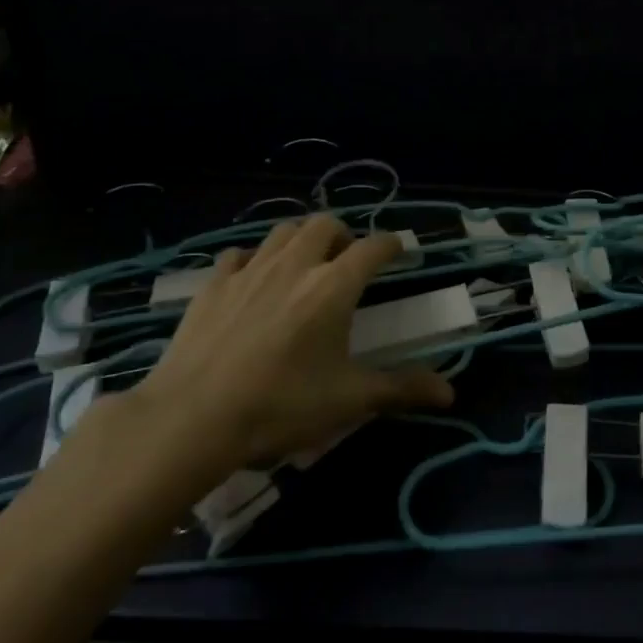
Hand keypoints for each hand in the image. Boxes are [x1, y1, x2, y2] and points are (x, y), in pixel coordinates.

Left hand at [113, 215, 453, 510]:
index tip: (398, 251)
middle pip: (325, 224)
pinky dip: (253, 259)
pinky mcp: (213, 285)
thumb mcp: (348, 400)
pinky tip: (252, 280)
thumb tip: (451, 392)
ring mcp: (250, 270)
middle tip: (345, 261)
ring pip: (283, 230)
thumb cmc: (280, 406)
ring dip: (300, 238)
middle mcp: (296, 265)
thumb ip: (401, 388)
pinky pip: (239, 254)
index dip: (391, 245)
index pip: (373, 247)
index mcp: (334, 286)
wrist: (191, 418)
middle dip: (342, 234)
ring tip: (304, 263)